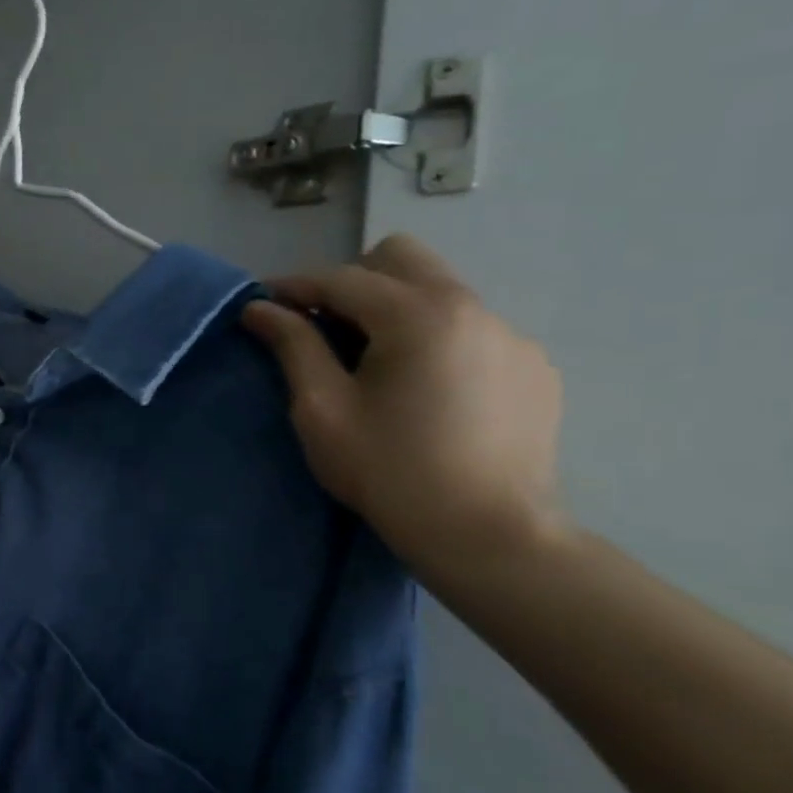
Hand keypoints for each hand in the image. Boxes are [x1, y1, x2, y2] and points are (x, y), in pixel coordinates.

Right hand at [240, 234, 566, 579]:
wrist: (488, 534)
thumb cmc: (389, 471)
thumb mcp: (322, 409)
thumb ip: (293, 346)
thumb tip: (260, 309)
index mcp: (418, 315)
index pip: (342, 278)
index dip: (294, 286)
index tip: (262, 303)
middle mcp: (473, 308)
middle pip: (401, 258)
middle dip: (351, 281)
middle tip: (323, 327)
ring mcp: (511, 335)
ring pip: (439, 290)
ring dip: (394, 308)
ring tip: (373, 363)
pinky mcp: (532, 366)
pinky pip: (471, 328)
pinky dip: (434, 339)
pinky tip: (424, 390)